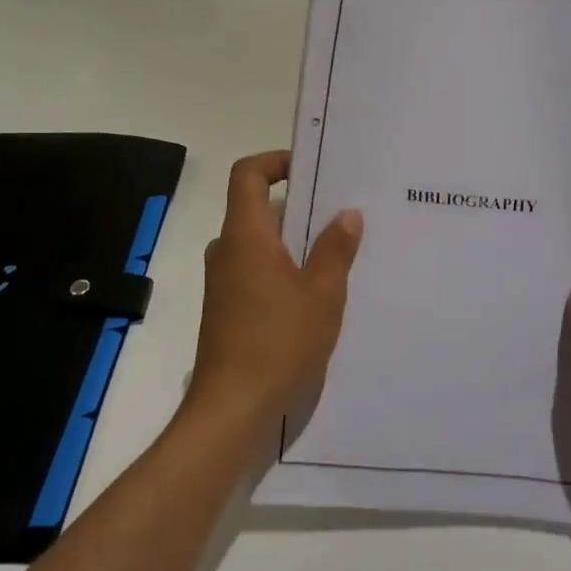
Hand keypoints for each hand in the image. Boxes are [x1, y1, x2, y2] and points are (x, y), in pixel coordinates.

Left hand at [185, 151, 362, 432]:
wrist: (231, 409)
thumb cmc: (279, 342)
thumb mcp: (322, 294)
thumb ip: (335, 250)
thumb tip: (347, 214)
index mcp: (245, 235)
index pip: (248, 174)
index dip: (276, 162)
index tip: (310, 171)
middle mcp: (227, 250)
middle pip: (256, 208)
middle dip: (297, 206)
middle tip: (340, 213)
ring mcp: (223, 281)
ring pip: (259, 243)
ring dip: (293, 242)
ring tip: (336, 253)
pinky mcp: (226, 309)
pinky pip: (255, 271)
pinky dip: (282, 269)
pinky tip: (315, 294)